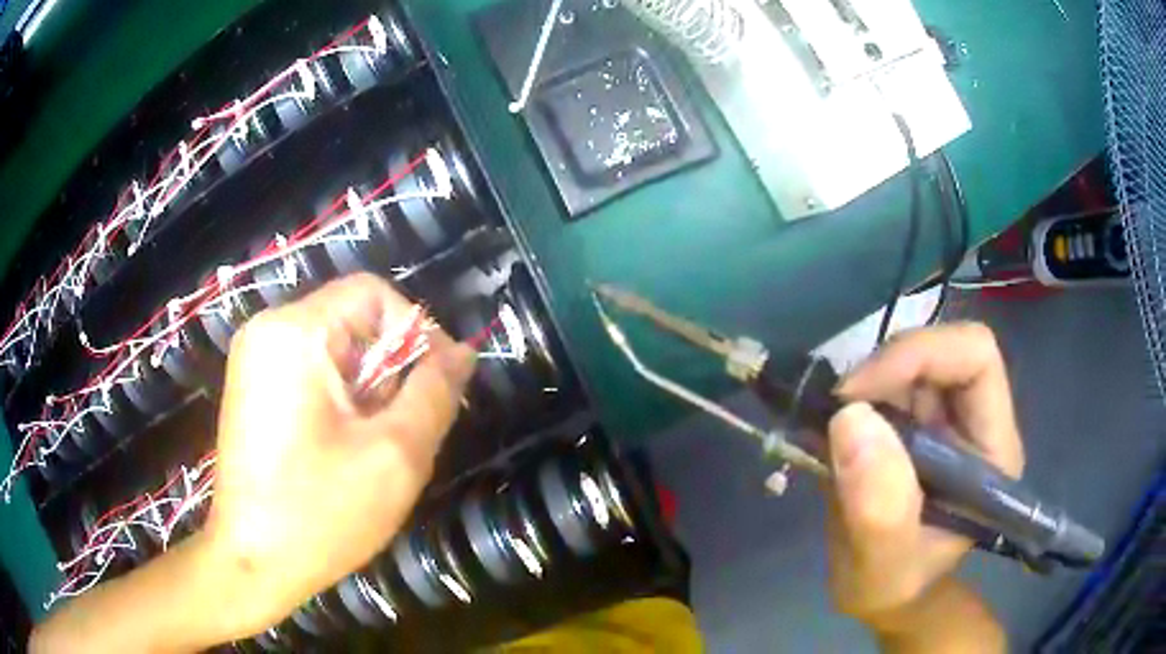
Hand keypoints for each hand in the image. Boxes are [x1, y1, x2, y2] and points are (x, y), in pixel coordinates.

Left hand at [204, 273, 474, 636]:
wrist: (252, 563)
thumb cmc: (320, 513)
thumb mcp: (396, 454)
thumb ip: (435, 392)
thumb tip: (461, 352)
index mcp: (295, 332)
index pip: (374, 294)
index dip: (417, 332)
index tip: (437, 387)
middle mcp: (267, 330)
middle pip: (353, 321)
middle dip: (389, 370)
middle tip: (402, 430)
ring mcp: (254, 359)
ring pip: (335, 349)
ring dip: (367, 389)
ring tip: (373, 445)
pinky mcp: (252, 387)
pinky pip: (311, 370)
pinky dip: (340, 399)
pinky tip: (343, 447)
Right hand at [825, 323, 1023, 633]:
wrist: (886, 593)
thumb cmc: (895, 588)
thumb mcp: (883, 569)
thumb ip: (878, 510)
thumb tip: (850, 417)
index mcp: (992, 449)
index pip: (975, 358)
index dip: (920, 355)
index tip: (858, 396)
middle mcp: (976, 420)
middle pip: (941, 349)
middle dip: (883, 371)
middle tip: (835, 414)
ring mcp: (946, 417)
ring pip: (909, 359)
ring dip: (864, 387)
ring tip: (831, 437)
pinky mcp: (916, 419)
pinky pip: (886, 382)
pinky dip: (854, 397)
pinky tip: (834, 436)